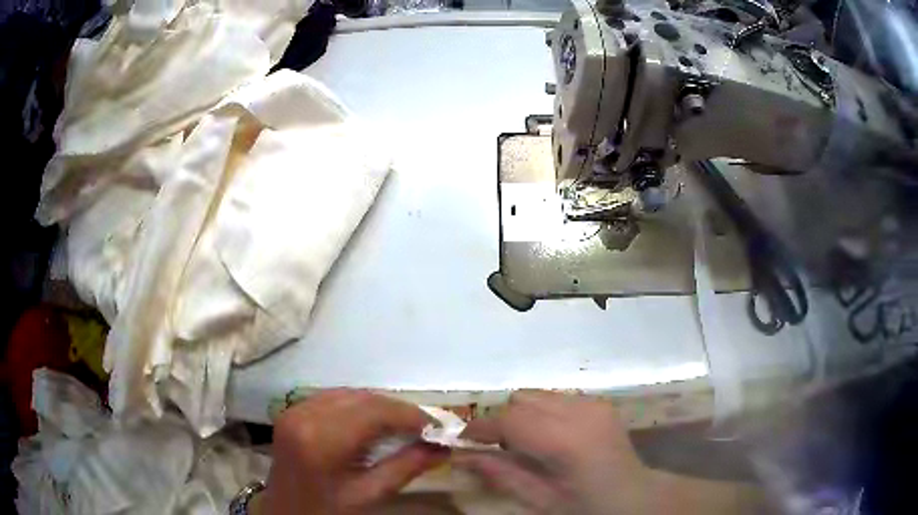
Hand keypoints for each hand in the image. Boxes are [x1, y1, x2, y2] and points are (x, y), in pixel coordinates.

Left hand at [262, 389, 448, 514]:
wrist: (285, 513)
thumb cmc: (327, 511)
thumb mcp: (369, 494)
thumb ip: (406, 467)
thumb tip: (443, 448)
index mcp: (322, 440)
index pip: (375, 412)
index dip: (411, 415)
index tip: (438, 427)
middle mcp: (305, 415)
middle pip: (363, 398)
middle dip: (397, 410)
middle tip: (424, 428)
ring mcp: (294, 409)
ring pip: (349, 393)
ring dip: (379, 406)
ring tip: (402, 426)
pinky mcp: (292, 411)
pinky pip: (333, 397)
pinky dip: (358, 405)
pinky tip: (371, 423)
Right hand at [455, 390, 651, 514]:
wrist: (632, 495)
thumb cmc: (585, 506)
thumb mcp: (540, 500)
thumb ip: (501, 474)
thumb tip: (462, 457)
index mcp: (566, 441)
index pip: (510, 420)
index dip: (481, 427)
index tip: (464, 438)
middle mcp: (580, 412)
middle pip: (521, 400)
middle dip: (502, 420)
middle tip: (499, 447)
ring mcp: (593, 403)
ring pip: (537, 394)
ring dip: (523, 415)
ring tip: (527, 443)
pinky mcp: (599, 401)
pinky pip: (556, 397)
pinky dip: (543, 413)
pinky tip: (551, 437)